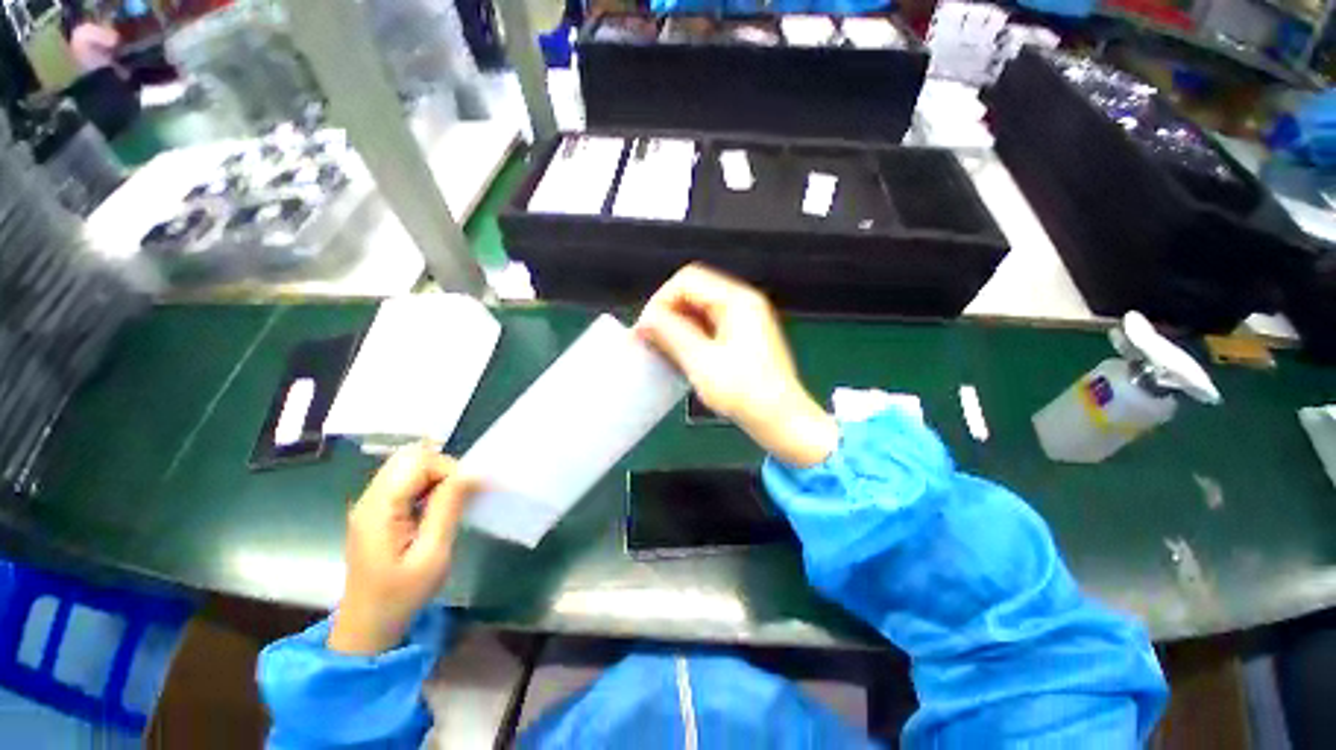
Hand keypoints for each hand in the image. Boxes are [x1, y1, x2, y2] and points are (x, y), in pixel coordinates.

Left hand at [328, 443, 479, 655]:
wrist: (368, 625)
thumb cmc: (401, 595)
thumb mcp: (432, 555)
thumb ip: (447, 509)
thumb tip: (469, 473)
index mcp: (379, 509)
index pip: (417, 461)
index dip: (447, 469)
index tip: (466, 494)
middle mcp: (369, 498)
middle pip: (409, 457)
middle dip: (442, 468)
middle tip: (457, 496)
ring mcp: (370, 504)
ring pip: (407, 466)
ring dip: (435, 476)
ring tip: (447, 503)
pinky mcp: (376, 511)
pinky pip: (404, 481)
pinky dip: (426, 485)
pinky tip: (434, 509)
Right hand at [636, 264, 837, 466]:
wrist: (781, 420)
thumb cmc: (745, 392)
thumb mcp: (701, 361)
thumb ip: (670, 333)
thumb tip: (646, 319)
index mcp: (738, 301)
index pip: (687, 280)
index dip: (661, 300)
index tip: (646, 327)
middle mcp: (743, 303)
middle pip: (694, 291)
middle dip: (668, 312)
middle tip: (650, 338)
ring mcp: (745, 320)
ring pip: (700, 309)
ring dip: (677, 325)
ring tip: (662, 348)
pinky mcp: (744, 337)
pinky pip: (709, 325)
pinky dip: (691, 335)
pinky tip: (681, 354)